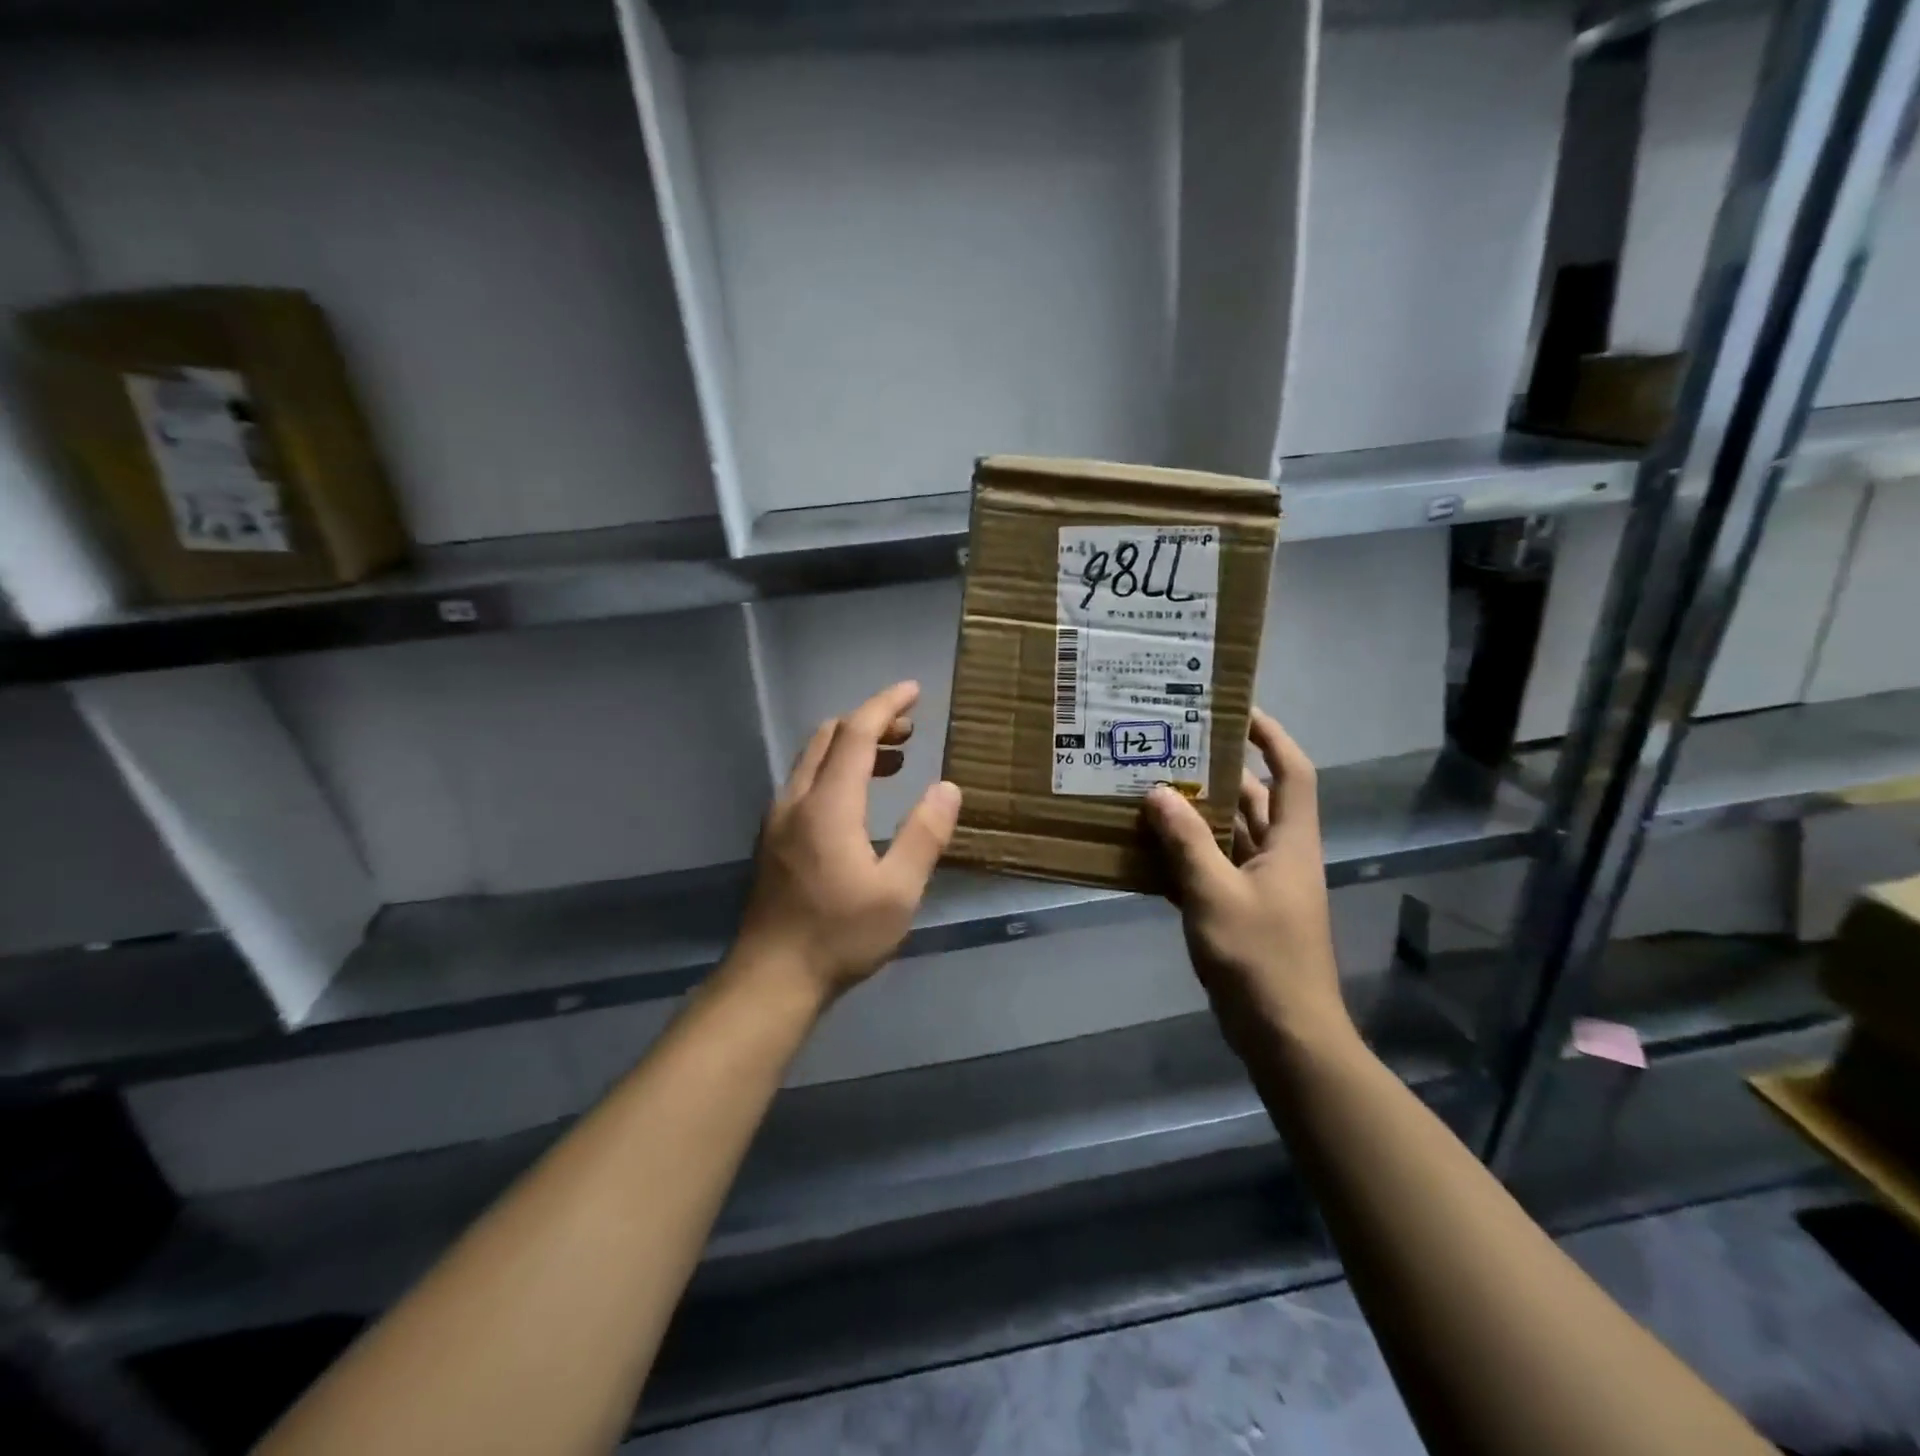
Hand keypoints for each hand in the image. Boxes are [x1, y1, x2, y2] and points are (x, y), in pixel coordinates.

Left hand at [732, 681, 961, 1006]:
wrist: (771, 978)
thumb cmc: (840, 935)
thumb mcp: (898, 892)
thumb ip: (925, 835)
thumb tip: (947, 788)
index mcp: (828, 805)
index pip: (855, 733)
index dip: (886, 705)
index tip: (914, 691)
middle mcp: (796, 800)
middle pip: (828, 736)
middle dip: (870, 722)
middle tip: (911, 731)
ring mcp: (779, 818)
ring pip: (813, 758)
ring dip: (852, 746)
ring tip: (895, 760)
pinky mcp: (773, 838)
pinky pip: (806, 781)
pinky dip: (836, 769)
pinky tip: (860, 799)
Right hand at [1144, 711, 1349, 1053]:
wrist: (1285, 1033)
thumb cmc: (1259, 956)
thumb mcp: (1215, 893)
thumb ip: (1185, 841)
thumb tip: (1157, 793)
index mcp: (1290, 843)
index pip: (1292, 772)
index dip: (1272, 737)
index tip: (1237, 711)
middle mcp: (1281, 856)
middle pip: (1253, 800)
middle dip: (1216, 773)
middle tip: (1171, 750)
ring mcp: (1263, 886)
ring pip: (1229, 835)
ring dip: (1195, 816)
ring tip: (1150, 790)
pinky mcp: (1243, 912)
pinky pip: (1213, 869)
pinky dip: (1187, 856)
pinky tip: (1147, 850)